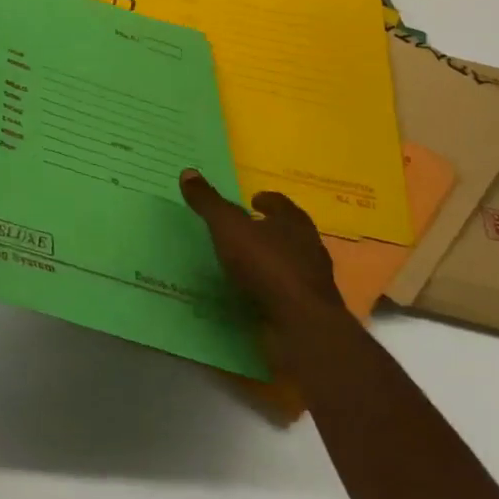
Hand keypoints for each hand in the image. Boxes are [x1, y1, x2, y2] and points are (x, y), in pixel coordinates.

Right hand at [180, 173, 344, 323]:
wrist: (301, 326)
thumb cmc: (267, 265)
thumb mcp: (228, 227)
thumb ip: (209, 202)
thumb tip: (188, 171)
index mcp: (294, 223)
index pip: (281, 204)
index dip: (266, 200)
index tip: (253, 199)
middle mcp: (308, 248)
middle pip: (288, 232)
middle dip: (268, 229)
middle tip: (244, 228)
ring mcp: (310, 281)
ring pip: (288, 262)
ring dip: (268, 260)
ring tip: (241, 262)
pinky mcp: (306, 310)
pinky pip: (283, 292)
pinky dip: (268, 288)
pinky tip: (249, 292)